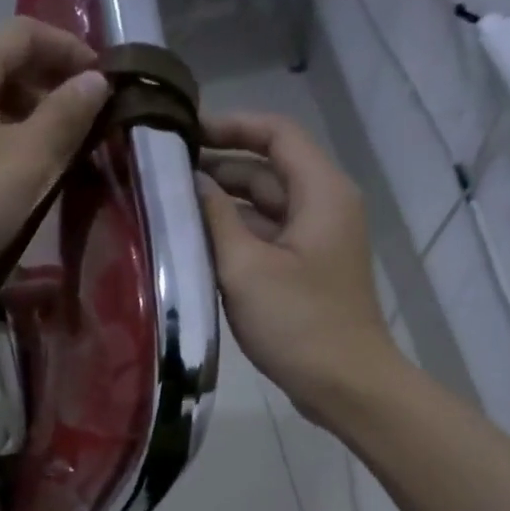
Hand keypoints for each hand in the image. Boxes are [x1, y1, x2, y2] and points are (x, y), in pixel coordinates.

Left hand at [0, 17, 110, 287]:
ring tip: (58, 146)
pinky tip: (19, 166)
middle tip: (86, 117)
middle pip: (4, 60)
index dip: (70, 50)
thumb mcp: (27, 159)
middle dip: (49, 82)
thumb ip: (65, 116)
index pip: (26, 33)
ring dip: (27, 111)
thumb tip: (95, 81)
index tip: (104, 81)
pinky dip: (2, 132)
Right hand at [196, 112, 405, 420]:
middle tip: (164, 174)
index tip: (184, 132)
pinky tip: (195, 244)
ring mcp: (315, 241)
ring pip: (264, 207)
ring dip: (222, 205)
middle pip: (268, 170)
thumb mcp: (246, 268)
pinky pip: (266, 238)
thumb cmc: (299, 323)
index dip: (231, 125)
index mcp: (321, 192)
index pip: (276, 134)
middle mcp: (324, 206)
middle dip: (219, 167)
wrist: (345, 384)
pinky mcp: (306, 270)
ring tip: (170, 207)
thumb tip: (191, 183)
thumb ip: (215, 219)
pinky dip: (234, 235)